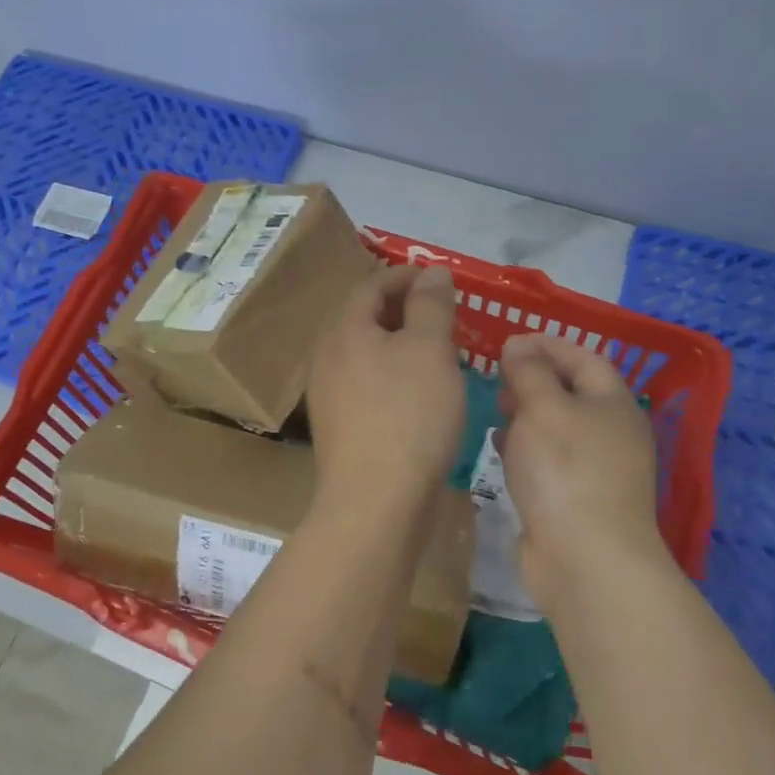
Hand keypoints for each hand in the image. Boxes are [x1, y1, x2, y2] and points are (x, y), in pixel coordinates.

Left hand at [308, 265, 464, 512]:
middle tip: (446, 316)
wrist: (375, 503)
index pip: (372, 285)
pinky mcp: (341, 429)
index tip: (443, 280)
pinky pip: (370, 387)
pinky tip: (422, 396)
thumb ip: (431, 305)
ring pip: (368, 356)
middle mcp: (328, 359)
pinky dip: (396, 378)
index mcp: (344, 332)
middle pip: (366, 320)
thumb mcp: (429, 350)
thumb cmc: (407, 416)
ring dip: (402, 347)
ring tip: (440, 354)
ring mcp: (330, 397)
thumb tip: (432, 271)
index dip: (407, 275)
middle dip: (406, 311)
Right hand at [497, 332, 672, 606]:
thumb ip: (528, 371)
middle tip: (496, 378)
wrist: (584, 557)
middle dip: (532, 379)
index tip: (508, 341)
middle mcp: (609, 433)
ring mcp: (593, 469)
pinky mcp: (573, 498)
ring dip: (525, 414)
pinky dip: (524, 448)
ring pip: (556, 427)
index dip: (547, 344)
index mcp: (613, 403)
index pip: (584, 358)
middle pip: (570, 392)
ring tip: (493, 410)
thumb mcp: (543, 406)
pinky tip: (500, 451)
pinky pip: (547, 460)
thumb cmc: (565, 469)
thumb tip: (519, 345)